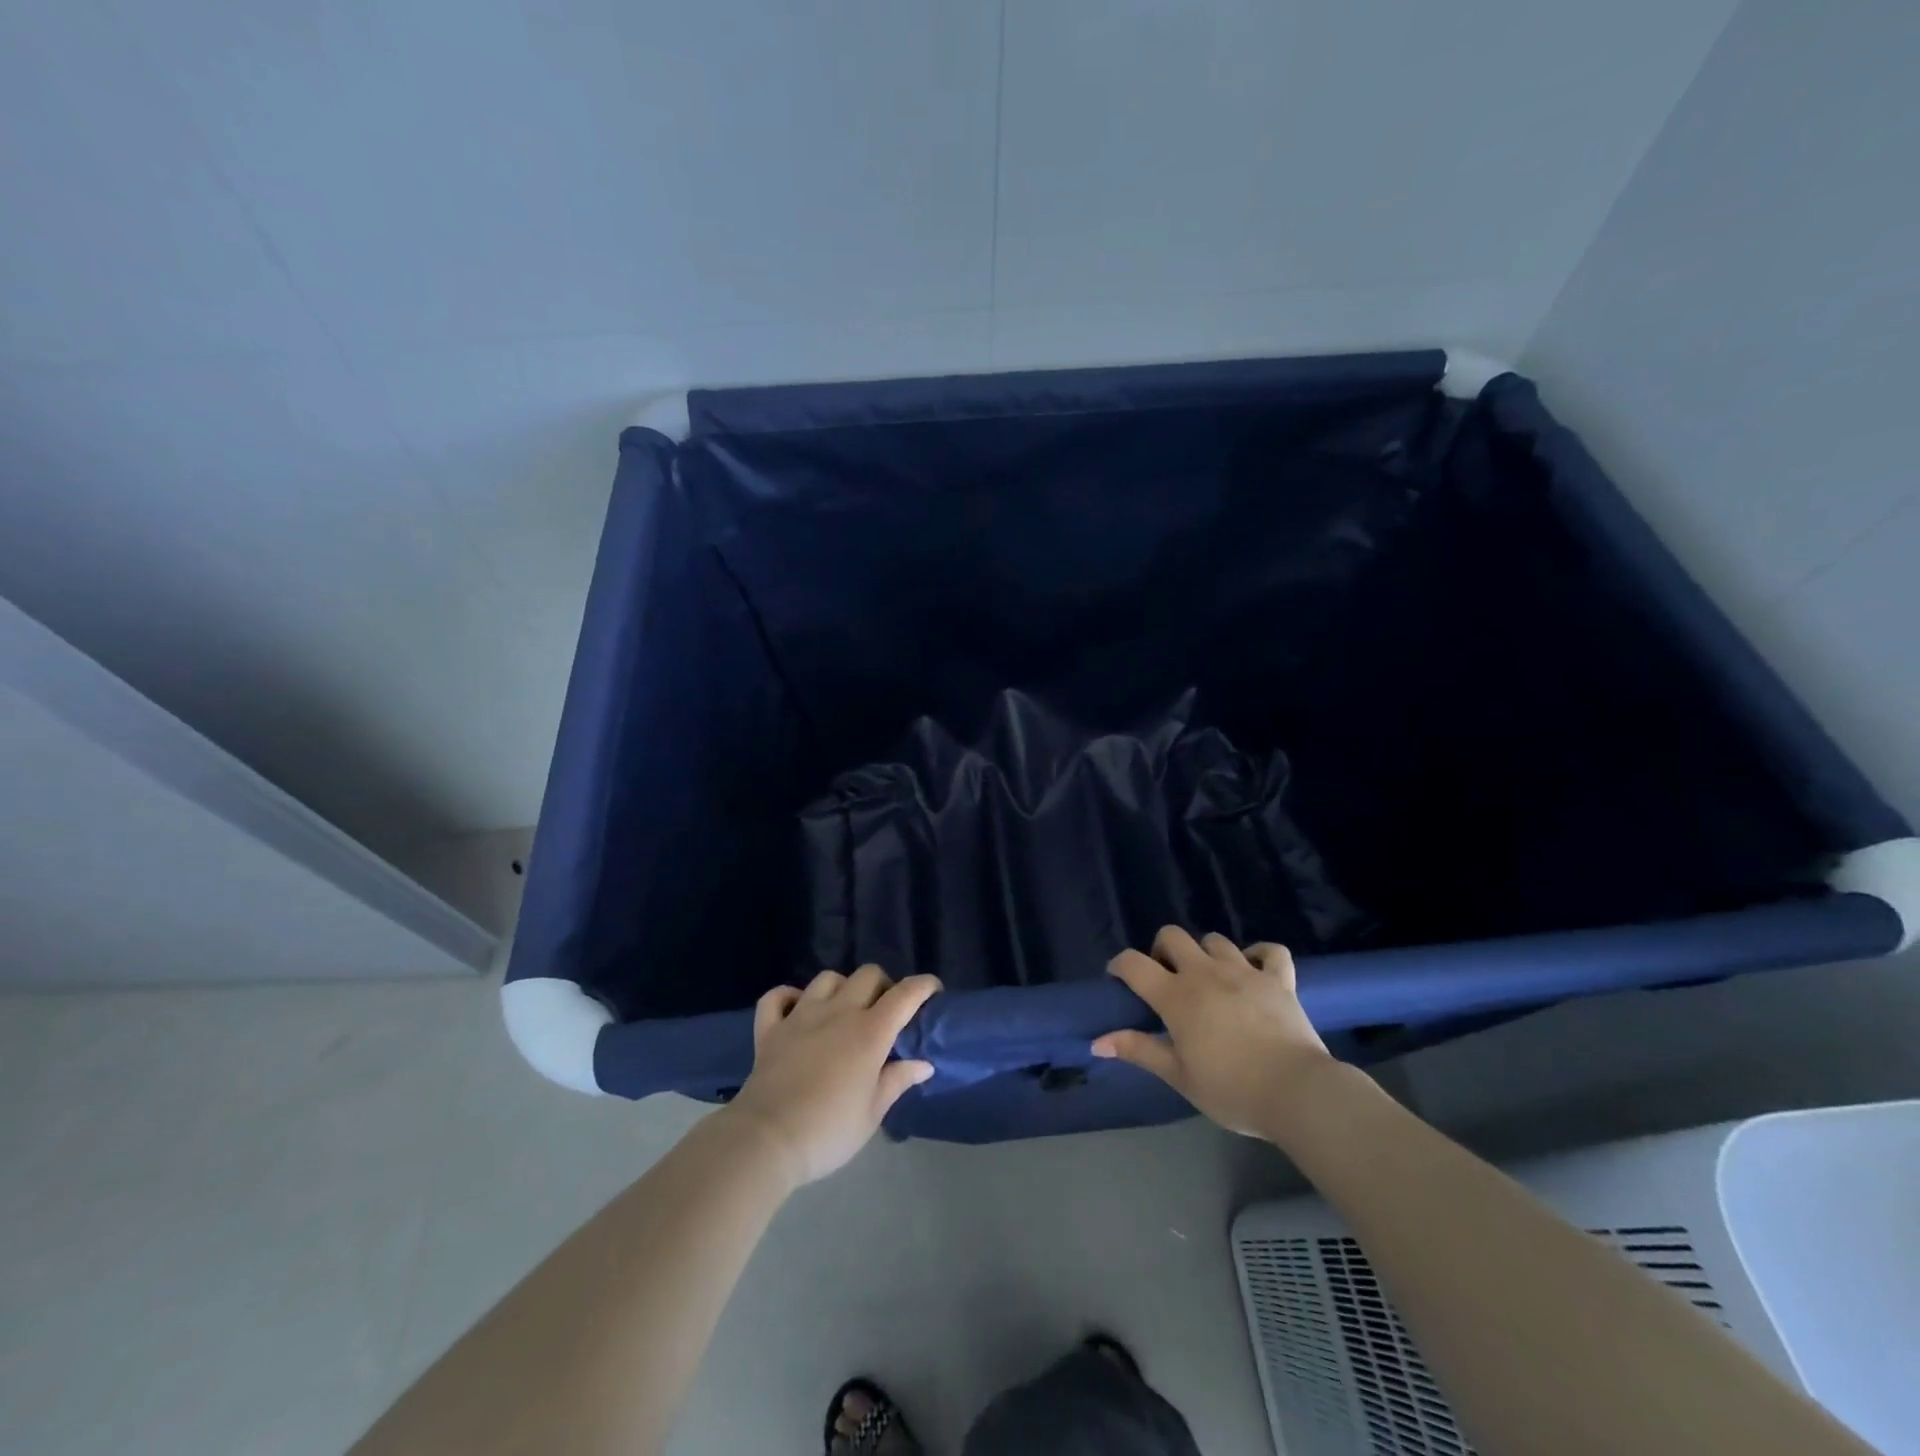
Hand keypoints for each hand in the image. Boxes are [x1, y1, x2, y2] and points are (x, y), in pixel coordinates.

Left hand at [724, 965, 940, 1187]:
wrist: (766, 1141)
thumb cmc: (828, 1131)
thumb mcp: (873, 1113)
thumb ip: (897, 1080)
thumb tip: (923, 1063)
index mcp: (869, 1032)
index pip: (905, 994)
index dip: (924, 986)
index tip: (933, 992)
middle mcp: (838, 1012)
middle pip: (868, 975)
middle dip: (883, 985)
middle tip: (886, 1012)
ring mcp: (800, 1015)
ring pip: (827, 978)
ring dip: (842, 988)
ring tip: (844, 1011)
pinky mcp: (770, 1028)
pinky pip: (777, 996)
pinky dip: (789, 997)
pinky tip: (797, 1010)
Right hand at [1091, 927, 1334, 1138]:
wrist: (1297, 1092)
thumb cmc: (1231, 1089)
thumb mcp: (1179, 1076)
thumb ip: (1139, 1051)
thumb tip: (1097, 1042)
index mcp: (1176, 996)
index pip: (1134, 964)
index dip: (1119, 965)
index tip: (1118, 979)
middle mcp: (1205, 973)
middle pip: (1173, 936)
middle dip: (1162, 950)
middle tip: (1166, 978)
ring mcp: (1245, 971)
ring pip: (1215, 940)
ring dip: (1205, 953)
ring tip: (1209, 978)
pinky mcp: (1279, 979)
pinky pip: (1270, 952)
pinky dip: (1260, 955)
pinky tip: (1255, 969)